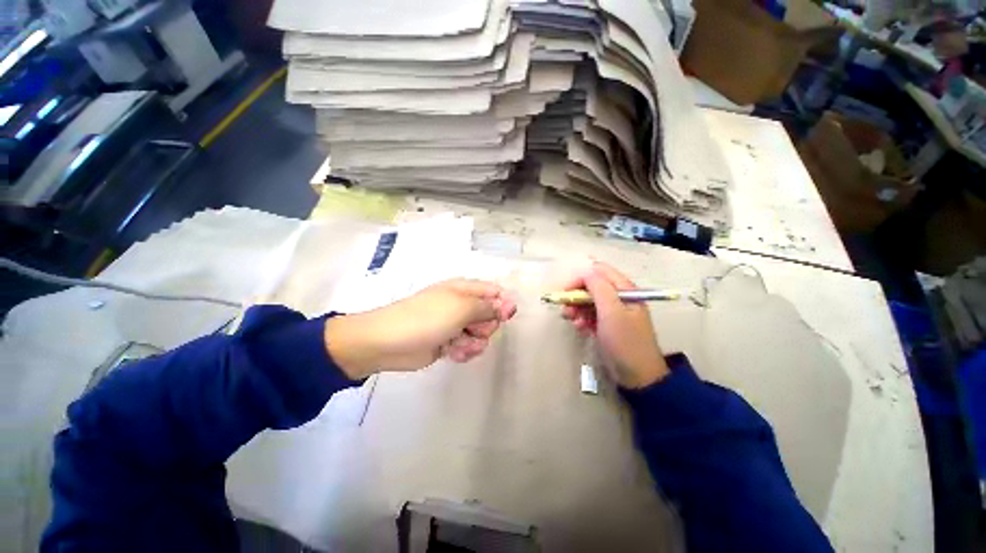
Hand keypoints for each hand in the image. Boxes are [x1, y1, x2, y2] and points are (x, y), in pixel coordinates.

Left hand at [324, 279, 516, 378]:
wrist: (388, 342)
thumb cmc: (427, 318)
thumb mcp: (462, 308)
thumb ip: (488, 307)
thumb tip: (510, 305)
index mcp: (465, 290)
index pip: (495, 292)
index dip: (503, 305)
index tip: (504, 318)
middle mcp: (462, 305)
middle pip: (490, 316)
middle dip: (486, 327)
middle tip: (473, 330)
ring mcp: (455, 325)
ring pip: (480, 335)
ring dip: (474, 343)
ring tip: (459, 344)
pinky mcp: (449, 343)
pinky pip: (467, 347)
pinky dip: (463, 351)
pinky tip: (452, 352)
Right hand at [561, 262, 668, 388]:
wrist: (637, 375)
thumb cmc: (625, 340)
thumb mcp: (612, 312)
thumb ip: (599, 288)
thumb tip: (585, 271)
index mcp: (624, 289)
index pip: (598, 272)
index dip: (581, 278)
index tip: (566, 292)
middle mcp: (618, 297)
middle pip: (591, 286)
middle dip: (576, 295)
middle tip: (566, 309)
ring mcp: (612, 311)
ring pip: (588, 300)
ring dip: (577, 308)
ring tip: (571, 320)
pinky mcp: (607, 324)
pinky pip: (590, 314)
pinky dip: (582, 319)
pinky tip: (580, 328)